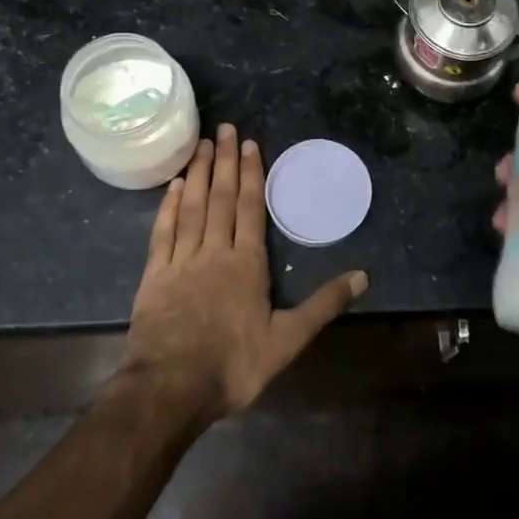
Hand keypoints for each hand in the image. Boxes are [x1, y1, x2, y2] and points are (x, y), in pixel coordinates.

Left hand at [122, 124, 367, 424]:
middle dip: (224, 160)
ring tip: (201, 144)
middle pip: (221, 197)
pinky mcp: (155, 275)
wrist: (170, 390)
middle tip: (225, 128)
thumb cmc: (233, 365)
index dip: (251, 174)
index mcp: (247, 263)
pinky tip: (174, 186)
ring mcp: (182, 260)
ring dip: (198, 173)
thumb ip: (324, 305)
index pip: (250, 208)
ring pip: (192, 207)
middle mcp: (215, 251)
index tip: (250, 144)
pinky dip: (169, 206)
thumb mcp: (288, 340)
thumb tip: (363, 276)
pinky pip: (164, 231)